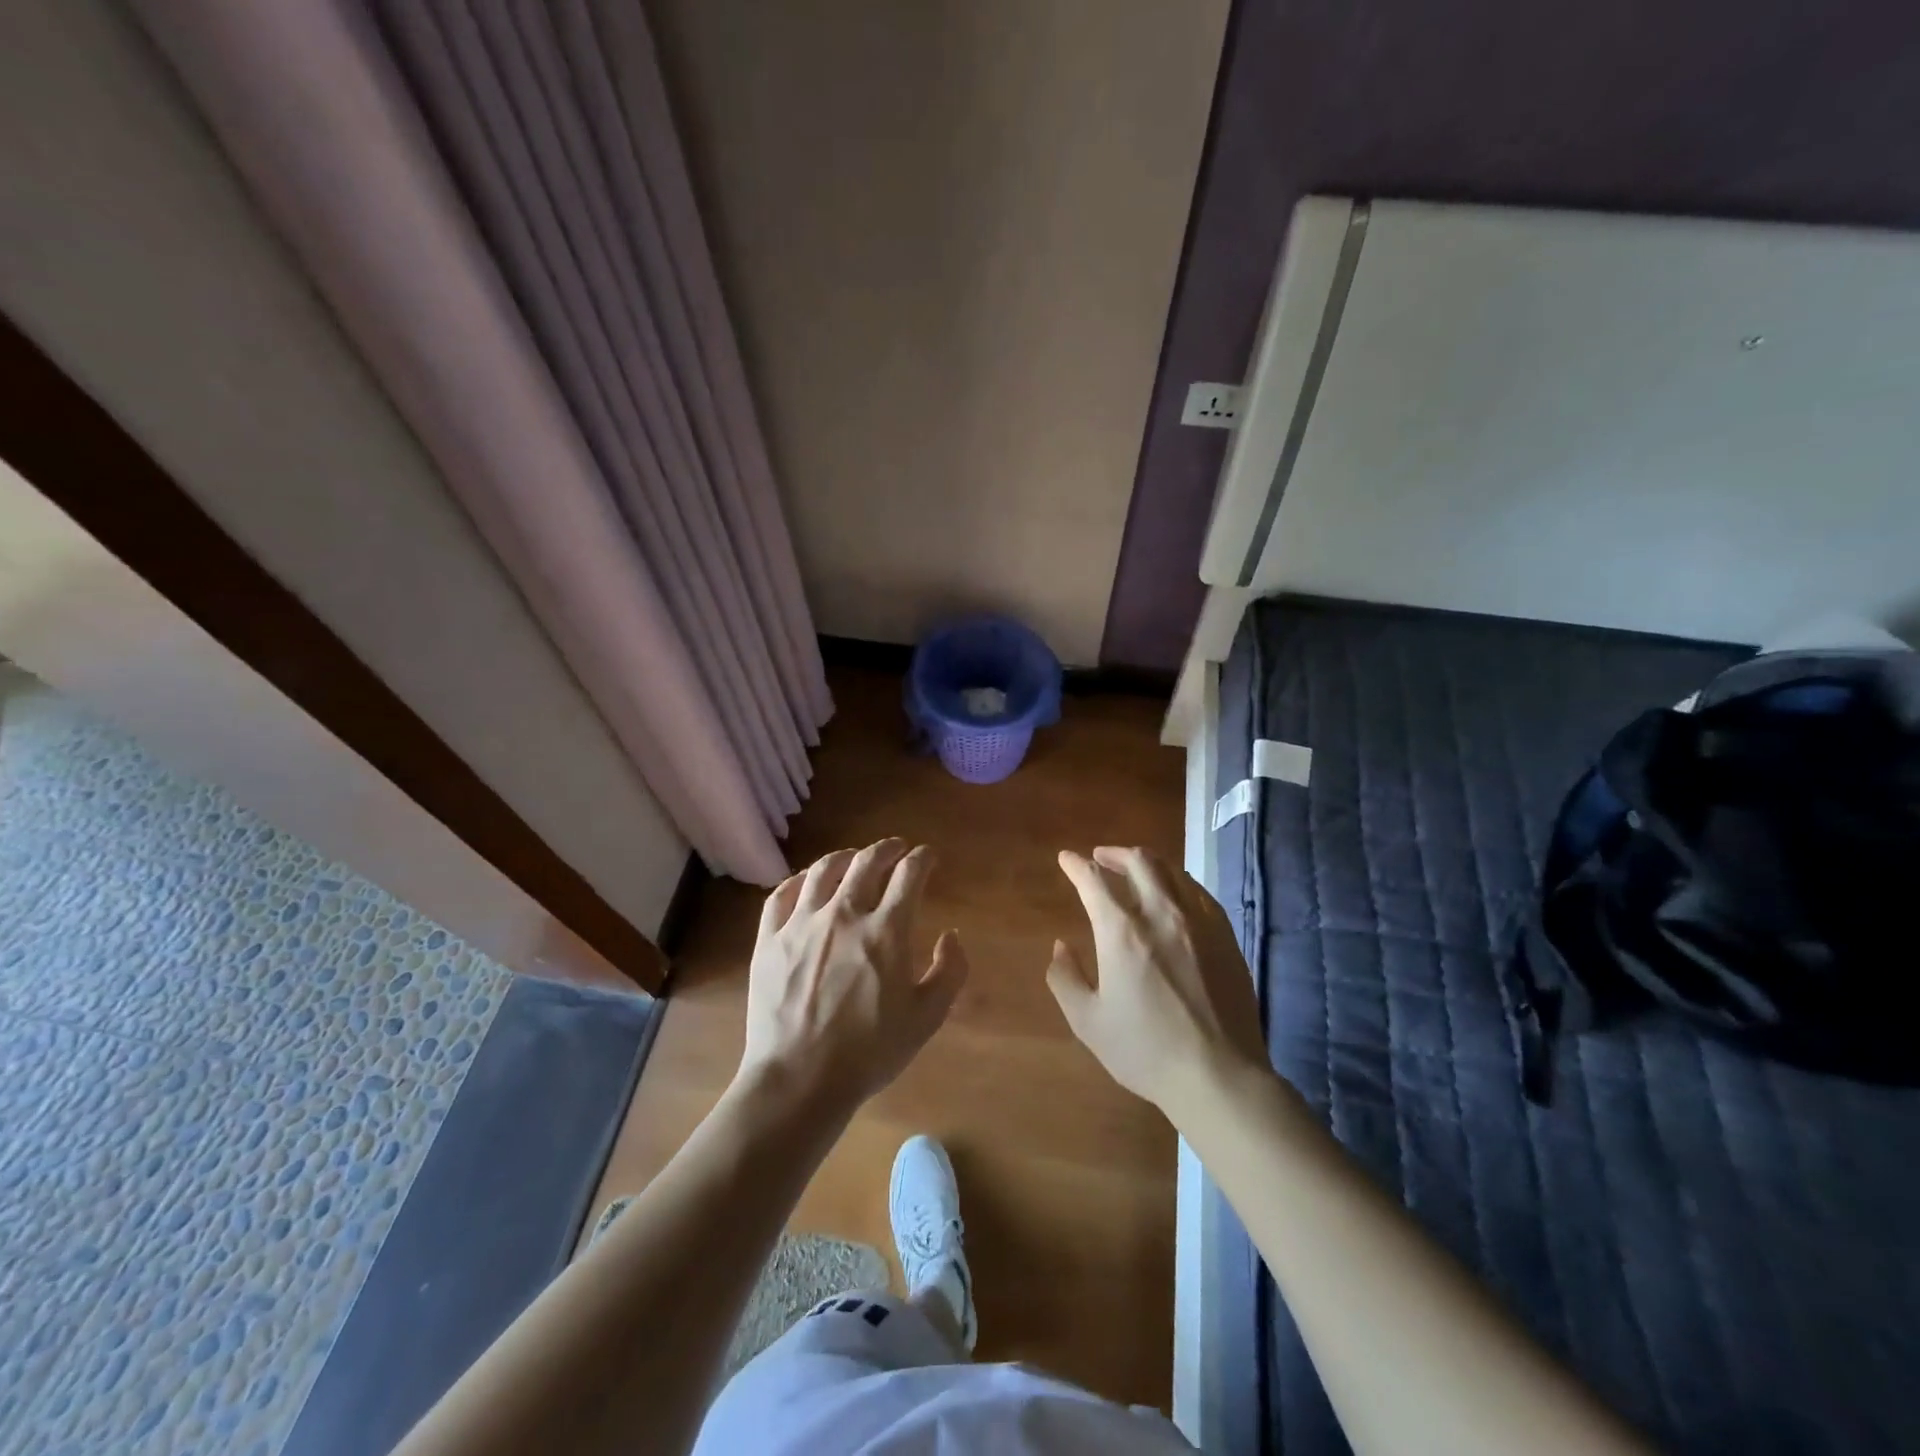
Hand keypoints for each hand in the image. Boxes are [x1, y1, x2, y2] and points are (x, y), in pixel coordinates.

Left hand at [738, 839, 967, 1114]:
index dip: (922, 859)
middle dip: (887, 849)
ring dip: (845, 856)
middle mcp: (844, 914)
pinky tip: (806, 883)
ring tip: (854, 858)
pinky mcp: (769, 939)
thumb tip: (951, 935)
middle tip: (896, 849)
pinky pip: (781, 895)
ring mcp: (801, 923)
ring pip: (824, 870)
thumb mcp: (927, 1017)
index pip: (909, 874)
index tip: (928, 857)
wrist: (799, 1079)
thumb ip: (949, 971)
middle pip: (867, 861)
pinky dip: (798, 881)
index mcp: (886, 930)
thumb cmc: (870, 1052)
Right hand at [1048, 846, 1267, 1113]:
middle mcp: (1161, 913)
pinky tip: (1172, 895)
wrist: (1218, 1075)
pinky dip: (1177, 882)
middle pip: (1138, 861)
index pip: (1093, 879)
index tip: (1065, 859)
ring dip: (1146, 863)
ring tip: (1134, 871)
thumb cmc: (1145, 1050)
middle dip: (1113, 853)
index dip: (1075, 864)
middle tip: (1099, 858)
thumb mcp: (1088, 1021)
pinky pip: (1197, 892)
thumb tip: (1060, 946)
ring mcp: (1198, 921)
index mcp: (1122, 931)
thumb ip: (1065, 978)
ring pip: (1171, 870)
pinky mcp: (1224, 935)